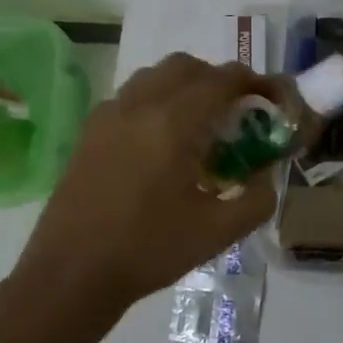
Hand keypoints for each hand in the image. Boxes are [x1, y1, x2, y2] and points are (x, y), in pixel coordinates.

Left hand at [15, 53, 287, 317]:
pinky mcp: (90, 131)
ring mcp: (110, 115)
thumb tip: (266, 173)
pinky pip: (131, 95)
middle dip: (219, 79)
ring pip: (155, 75)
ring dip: (185, 85)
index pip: (223, 79)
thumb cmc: (149, 250)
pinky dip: (156, 99)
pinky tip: (161, 139)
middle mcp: (140, 105)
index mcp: (174, 123)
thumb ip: (257, 198)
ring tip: (200, 122)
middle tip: (236, 112)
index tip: (271, 100)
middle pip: (187, 66)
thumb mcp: (219, 232)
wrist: (71, 275)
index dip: (254, 82)